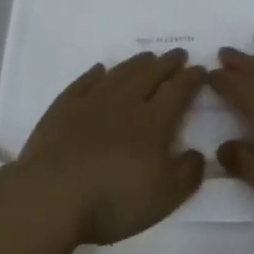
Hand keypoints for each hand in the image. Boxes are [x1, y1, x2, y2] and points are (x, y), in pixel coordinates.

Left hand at [16, 50, 207, 245]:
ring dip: (137, 63)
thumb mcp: (163, 197)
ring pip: (120, 73)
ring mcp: (92, 101)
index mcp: (154, 121)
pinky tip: (100, 70)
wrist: (53, 194)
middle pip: (150, 74)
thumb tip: (196, 153)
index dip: (191, 78)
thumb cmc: (114, 199)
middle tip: (178, 54)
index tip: (201, 69)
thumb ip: (186, 174)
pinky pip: (84, 82)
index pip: (178, 90)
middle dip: (167, 63)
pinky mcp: (64, 107)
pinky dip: (96, 74)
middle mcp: (126, 101)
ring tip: (147, 57)